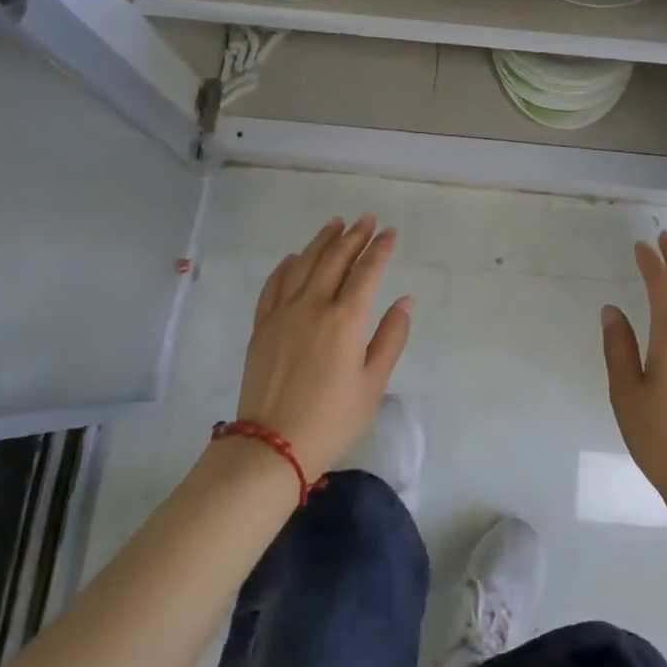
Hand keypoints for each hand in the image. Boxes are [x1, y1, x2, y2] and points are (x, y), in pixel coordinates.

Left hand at [232, 216, 413, 478]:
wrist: (272, 446)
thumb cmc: (332, 420)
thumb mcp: (373, 384)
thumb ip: (391, 338)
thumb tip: (404, 301)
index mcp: (345, 319)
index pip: (367, 271)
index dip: (380, 249)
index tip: (390, 232)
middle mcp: (313, 306)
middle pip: (334, 259)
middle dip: (353, 236)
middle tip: (366, 220)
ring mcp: (283, 313)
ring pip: (303, 264)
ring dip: (321, 241)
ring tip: (335, 224)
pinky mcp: (262, 326)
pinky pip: (274, 284)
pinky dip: (287, 266)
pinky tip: (294, 257)